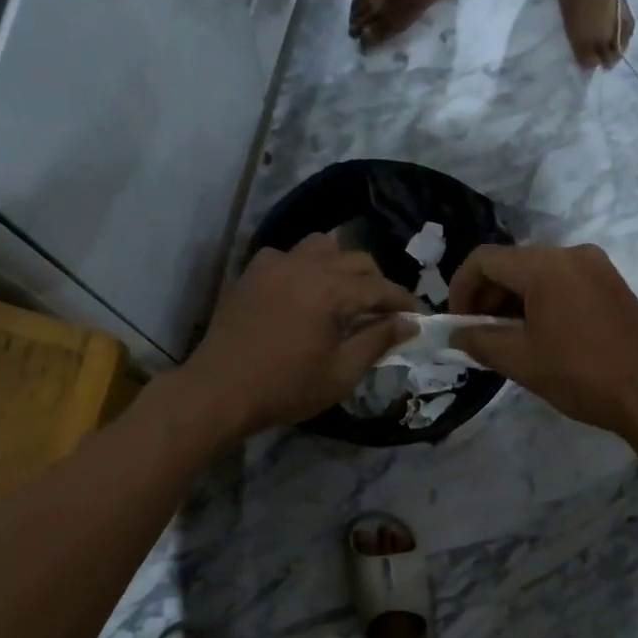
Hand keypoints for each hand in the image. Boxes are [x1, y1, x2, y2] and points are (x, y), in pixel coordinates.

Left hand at [178, 234, 416, 438]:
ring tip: (346, 295)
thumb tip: (408, 324)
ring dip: (342, 266)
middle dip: (376, 283)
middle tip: (383, 312)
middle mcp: (304, 265)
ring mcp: (274, 264)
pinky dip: (306, 266)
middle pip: (356, 259)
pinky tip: (304, 290)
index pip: (380, 287)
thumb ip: (377, 342)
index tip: (418, 317)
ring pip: (322, 246)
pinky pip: (289, 254)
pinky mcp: (252, 272)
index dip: (403, 301)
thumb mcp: (340, 374)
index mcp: (330, 290)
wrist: (219, 390)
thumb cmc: (284, 389)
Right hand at [450, 243, 637, 437]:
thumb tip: (454, 333)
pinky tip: (539, 335)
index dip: (461, 288)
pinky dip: (540, 301)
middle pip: (512, 263)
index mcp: (545, 266)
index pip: (484, 259)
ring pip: (537, 273)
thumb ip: (479, 341)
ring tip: (507, 340)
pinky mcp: (611, 284)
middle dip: (487, 296)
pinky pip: (563, 281)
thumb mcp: (520, 360)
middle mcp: (571, 254)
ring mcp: (596, 267)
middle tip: (478, 335)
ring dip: (513, 300)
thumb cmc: (580, 374)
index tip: (457, 322)